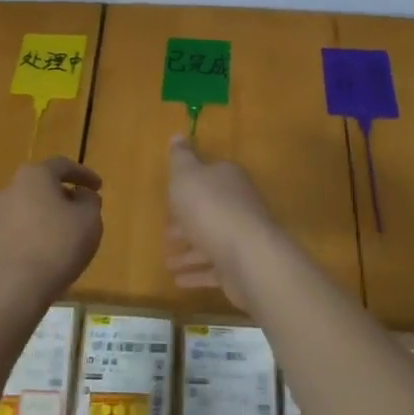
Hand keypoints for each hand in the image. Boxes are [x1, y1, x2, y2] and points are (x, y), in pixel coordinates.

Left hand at [0, 157, 103, 310]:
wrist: (13, 288)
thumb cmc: (57, 246)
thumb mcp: (89, 220)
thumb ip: (90, 201)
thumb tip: (81, 195)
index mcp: (34, 175)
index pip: (62, 165)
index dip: (84, 174)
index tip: (99, 187)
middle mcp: (11, 187)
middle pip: (43, 184)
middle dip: (65, 194)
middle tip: (83, 210)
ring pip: (31, 206)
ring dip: (50, 214)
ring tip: (68, 233)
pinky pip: (20, 226)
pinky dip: (37, 231)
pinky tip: (49, 250)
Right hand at [164, 136, 280, 307]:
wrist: (247, 256)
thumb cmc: (210, 208)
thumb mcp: (186, 175)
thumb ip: (181, 157)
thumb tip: (178, 134)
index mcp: (227, 179)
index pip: (207, 177)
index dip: (187, 187)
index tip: (169, 199)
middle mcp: (238, 204)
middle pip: (209, 210)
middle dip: (186, 222)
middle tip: (165, 234)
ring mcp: (241, 237)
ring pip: (210, 241)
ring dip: (188, 252)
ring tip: (168, 262)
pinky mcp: (241, 266)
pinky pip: (214, 269)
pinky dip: (196, 273)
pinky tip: (178, 280)